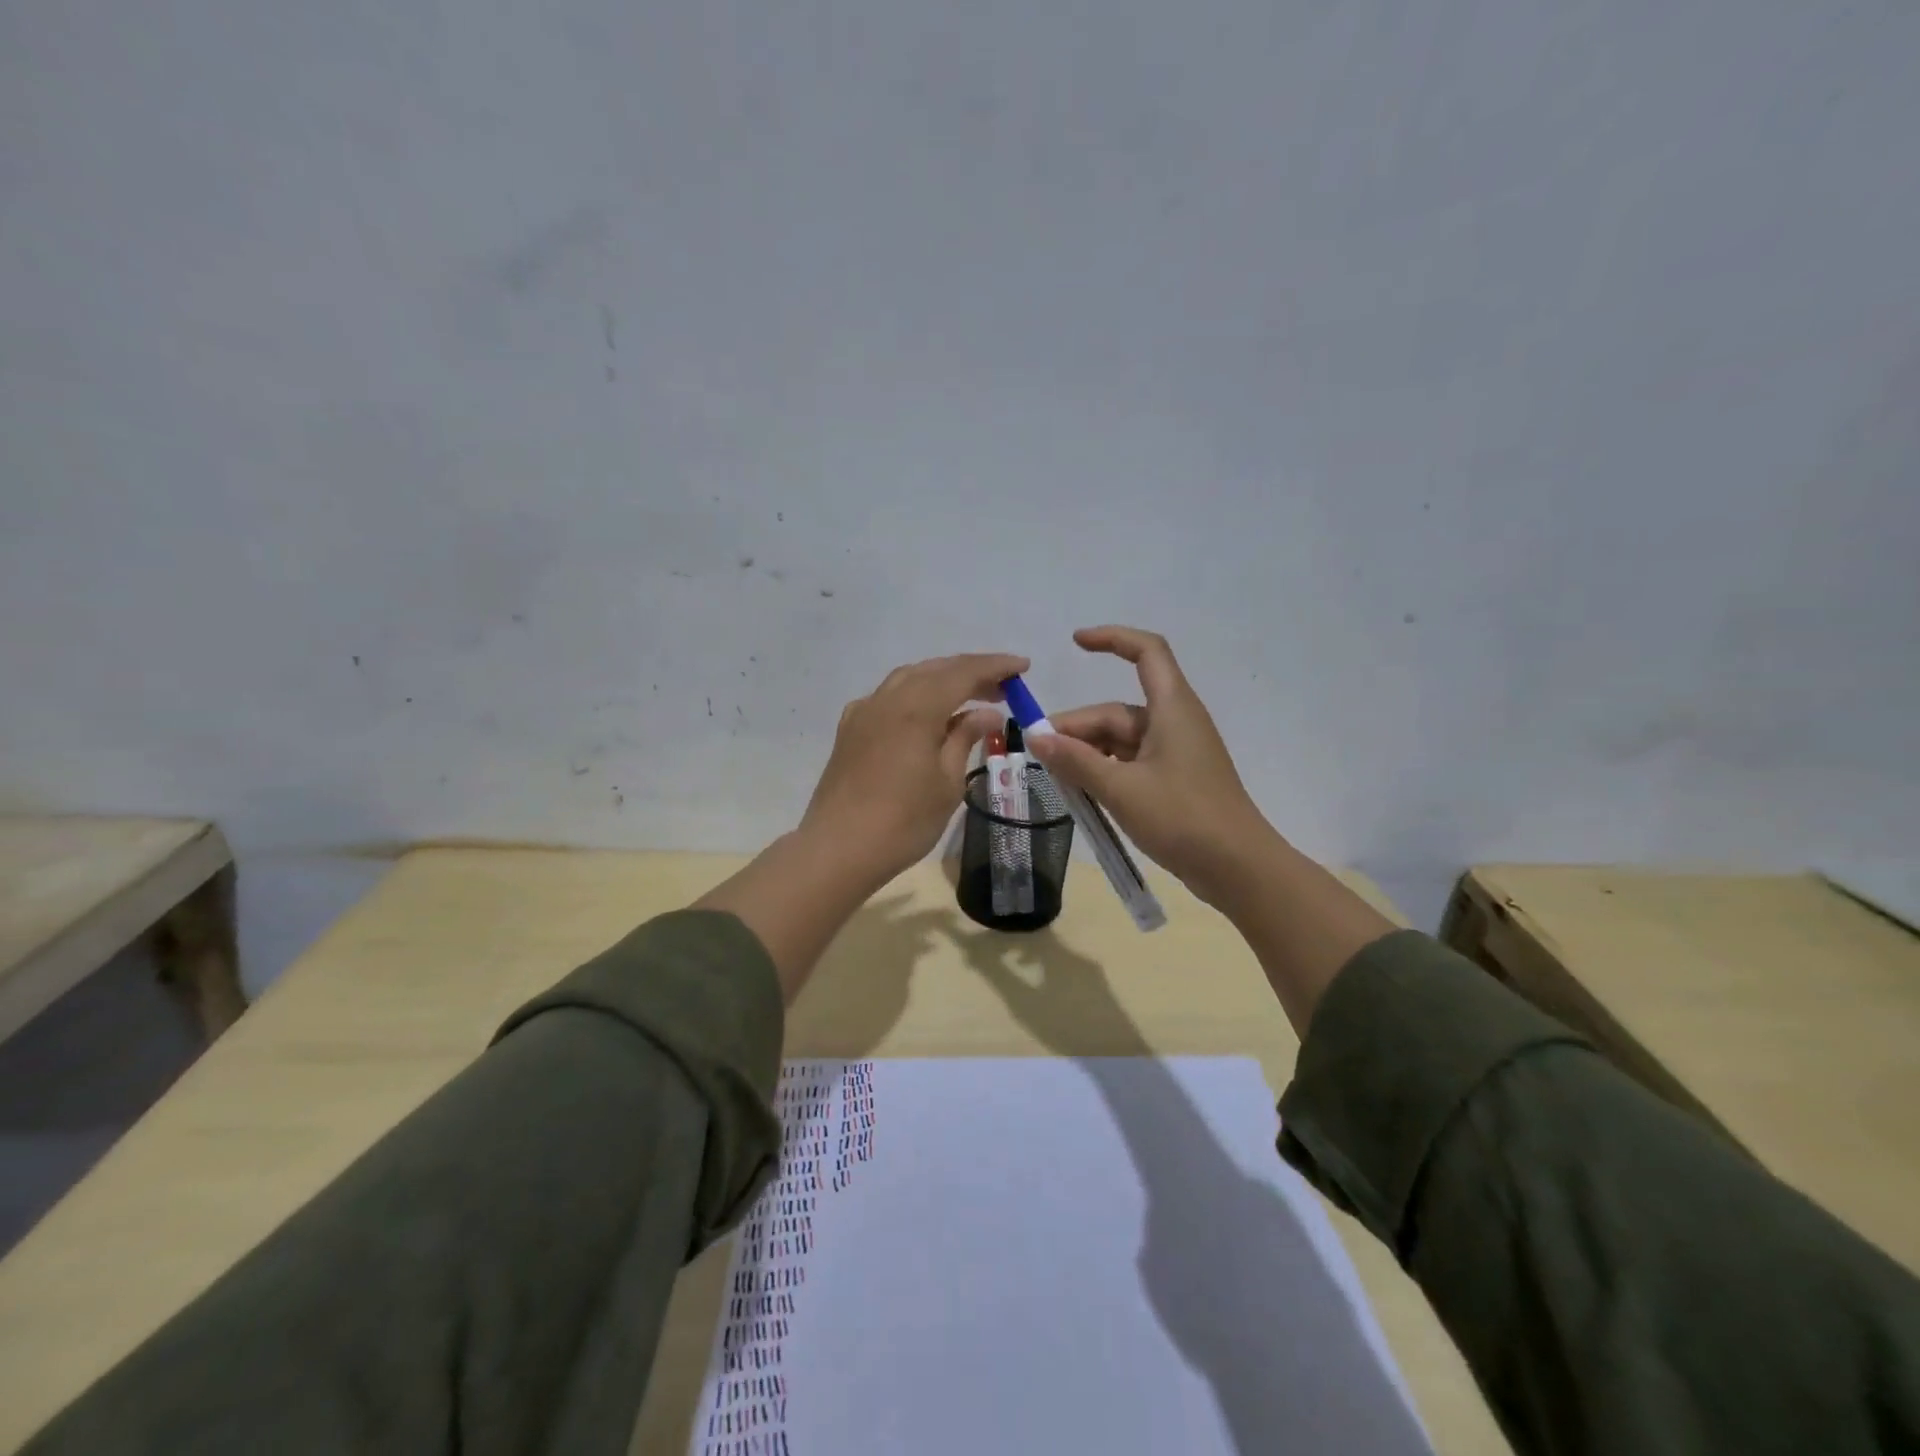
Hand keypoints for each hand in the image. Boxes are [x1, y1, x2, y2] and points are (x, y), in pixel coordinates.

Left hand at [800, 651, 1028, 884]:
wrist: (839, 848)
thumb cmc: (904, 821)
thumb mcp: (948, 782)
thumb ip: (965, 738)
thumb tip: (987, 712)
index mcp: (917, 708)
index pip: (963, 673)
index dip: (995, 667)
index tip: (1022, 666)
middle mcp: (888, 699)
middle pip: (935, 670)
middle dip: (970, 672)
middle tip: (1003, 686)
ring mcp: (864, 712)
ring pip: (908, 679)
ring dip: (941, 679)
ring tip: (968, 695)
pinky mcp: (849, 730)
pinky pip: (887, 697)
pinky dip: (913, 695)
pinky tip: (923, 715)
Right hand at [1024, 626, 1273, 906]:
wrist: (1239, 868)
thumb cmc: (1183, 818)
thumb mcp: (1121, 789)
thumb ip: (1076, 761)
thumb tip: (1036, 737)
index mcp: (1172, 708)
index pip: (1146, 651)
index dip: (1112, 638)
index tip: (1074, 644)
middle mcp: (1175, 722)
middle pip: (1117, 711)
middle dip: (1077, 729)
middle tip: (1039, 756)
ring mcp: (1176, 753)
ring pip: (1120, 741)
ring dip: (1087, 754)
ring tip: (1056, 780)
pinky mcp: (1175, 780)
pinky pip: (1130, 763)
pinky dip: (1105, 771)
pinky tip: (1082, 793)